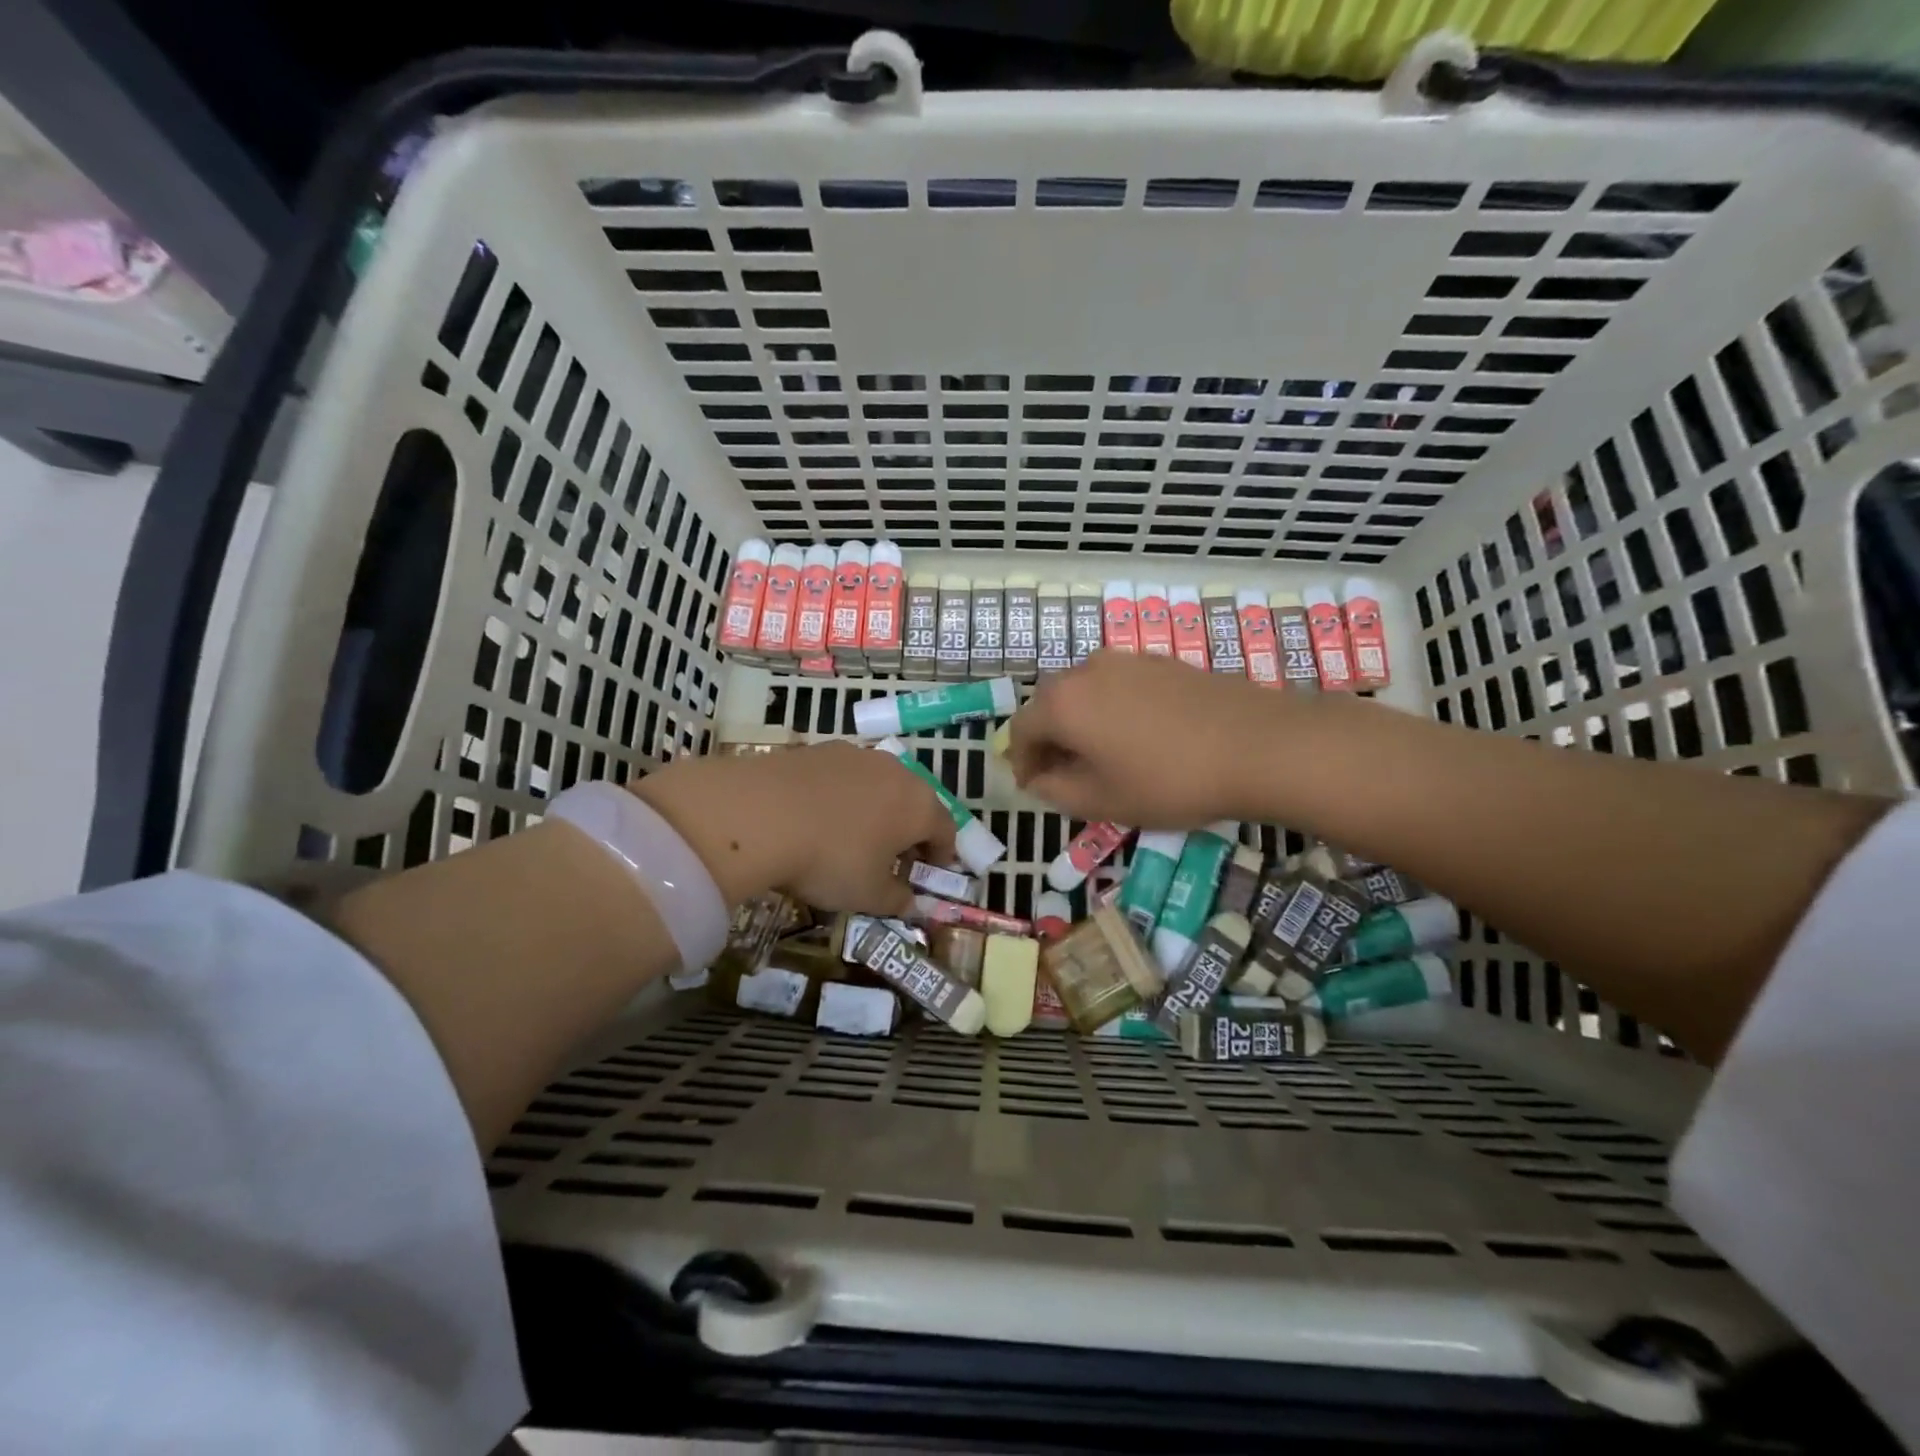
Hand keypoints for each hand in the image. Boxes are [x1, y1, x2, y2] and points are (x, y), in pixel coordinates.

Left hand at [633, 742, 956, 913]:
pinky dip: (841, 796)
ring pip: (878, 785)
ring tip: (852, 835)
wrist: (759, 814)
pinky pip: (843, 777)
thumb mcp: (867, 895)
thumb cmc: (829, 859)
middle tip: (892, 857)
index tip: (928, 873)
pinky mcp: (819, 749)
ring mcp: (856, 755)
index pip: (945, 830)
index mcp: (919, 805)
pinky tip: (817, 817)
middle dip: (908, 829)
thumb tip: (910, 902)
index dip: (941, 855)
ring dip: (875, 809)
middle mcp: (896, 771)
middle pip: (914, 802)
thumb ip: (896, 899)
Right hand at [1006, 650, 1286, 827]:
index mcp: (1063, 704)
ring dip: (1082, 723)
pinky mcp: (1161, 662)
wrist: (1258, 745)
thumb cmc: (1169, 781)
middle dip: (1050, 740)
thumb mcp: (1102, 801)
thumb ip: (1056, 791)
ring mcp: (1127, 660)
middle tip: (1066, 774)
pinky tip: (1141, 736)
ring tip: (1105, 756)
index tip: (1035, 788)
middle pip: (1051, 705)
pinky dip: (1113, 710)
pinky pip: (1119, 685)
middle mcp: (1086, 670)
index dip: (1022, 762)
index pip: (1020, 730)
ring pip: (1086, 692)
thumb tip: (1039, 779)